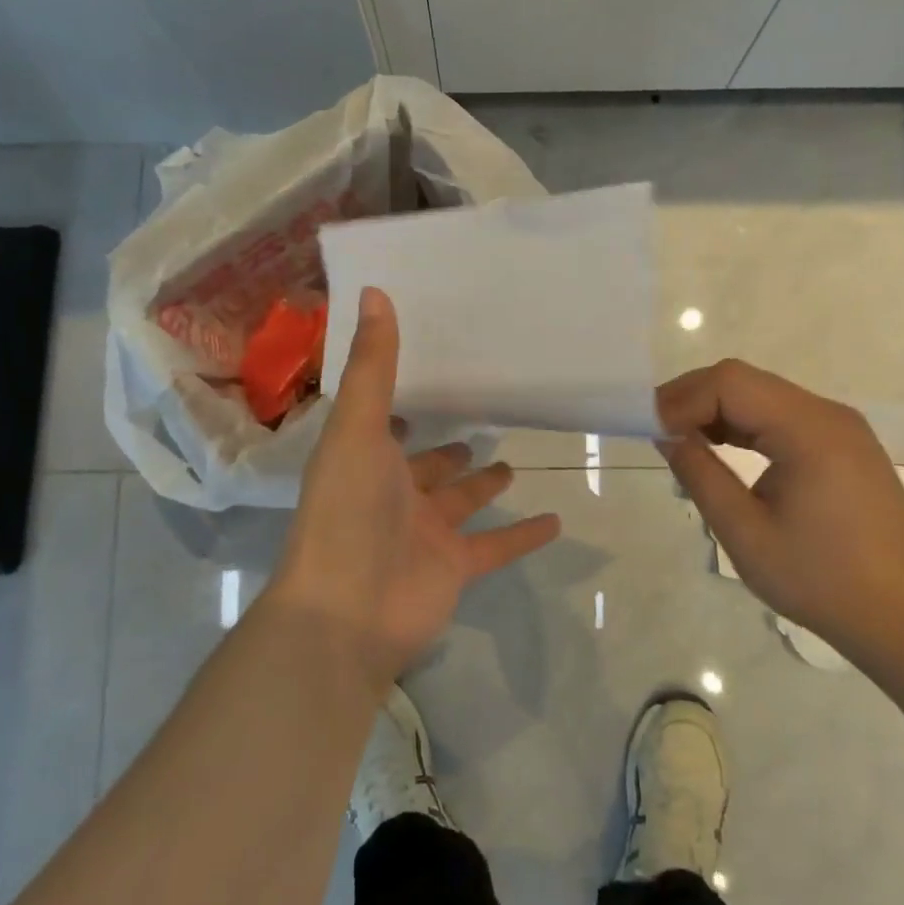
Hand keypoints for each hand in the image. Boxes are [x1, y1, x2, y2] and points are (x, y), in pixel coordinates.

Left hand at [269, 287, 561, 689]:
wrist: (347, 613)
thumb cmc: (347, 510)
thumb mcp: (358, 427)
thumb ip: (374, 364)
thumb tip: (376, 291)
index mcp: (366, 458)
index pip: (384, 421)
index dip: (399, 401)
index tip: (430, 371)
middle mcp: (394, 493)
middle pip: (427, 464)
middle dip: (449, 447)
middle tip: (481, 416)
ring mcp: (425, 533)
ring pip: (462, 502)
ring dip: (484, 483)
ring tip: (512, 459)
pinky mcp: (454, 567)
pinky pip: (496, 545)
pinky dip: (523, 535)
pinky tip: (557, 518)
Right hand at [656, 359, 903, 652]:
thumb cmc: (823, 582)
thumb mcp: (745, 534)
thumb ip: (700, 475)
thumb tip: (667, 436)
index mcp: (808, 429)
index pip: (729, 383)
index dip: (681, 398)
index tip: (649, 431)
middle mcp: (827, 414)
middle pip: (745, 382)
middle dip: (693, 400)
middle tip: (655, 433)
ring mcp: (840, 429)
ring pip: (762, 397)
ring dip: (717, 412)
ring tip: (680, 442)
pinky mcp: (844, 448)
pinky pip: (783, 419)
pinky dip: (745, 427)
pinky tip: (721, 451)